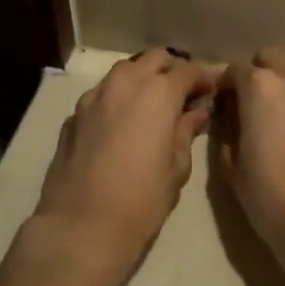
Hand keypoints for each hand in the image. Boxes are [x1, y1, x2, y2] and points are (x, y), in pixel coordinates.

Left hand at [26, 49, 217, 284]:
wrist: (81, 226)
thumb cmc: (141, 200)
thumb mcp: (177, 167)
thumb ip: (186, 131)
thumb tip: (196, 112)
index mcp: (157, 93)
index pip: (187, 70)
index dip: (202, 79)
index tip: (210, 92)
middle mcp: (125, 83)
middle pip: (154, 59)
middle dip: (172, 70)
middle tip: (184, 94)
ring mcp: (94, 97)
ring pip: (124, 71)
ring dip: (143, 79)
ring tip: (153, 105)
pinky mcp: (73, 115)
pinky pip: (102, 94)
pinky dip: (118, 98)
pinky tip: (123, 124)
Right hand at [214, 48, 284, 282]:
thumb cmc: (271, 197)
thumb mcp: (233, 166)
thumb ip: (229, 132)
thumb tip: (233, 119)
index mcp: (260, 88)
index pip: (236, 69)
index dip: (228, 85)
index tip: (227, 102)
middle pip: (274, 57)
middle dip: (263, 72)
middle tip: (259, 103)